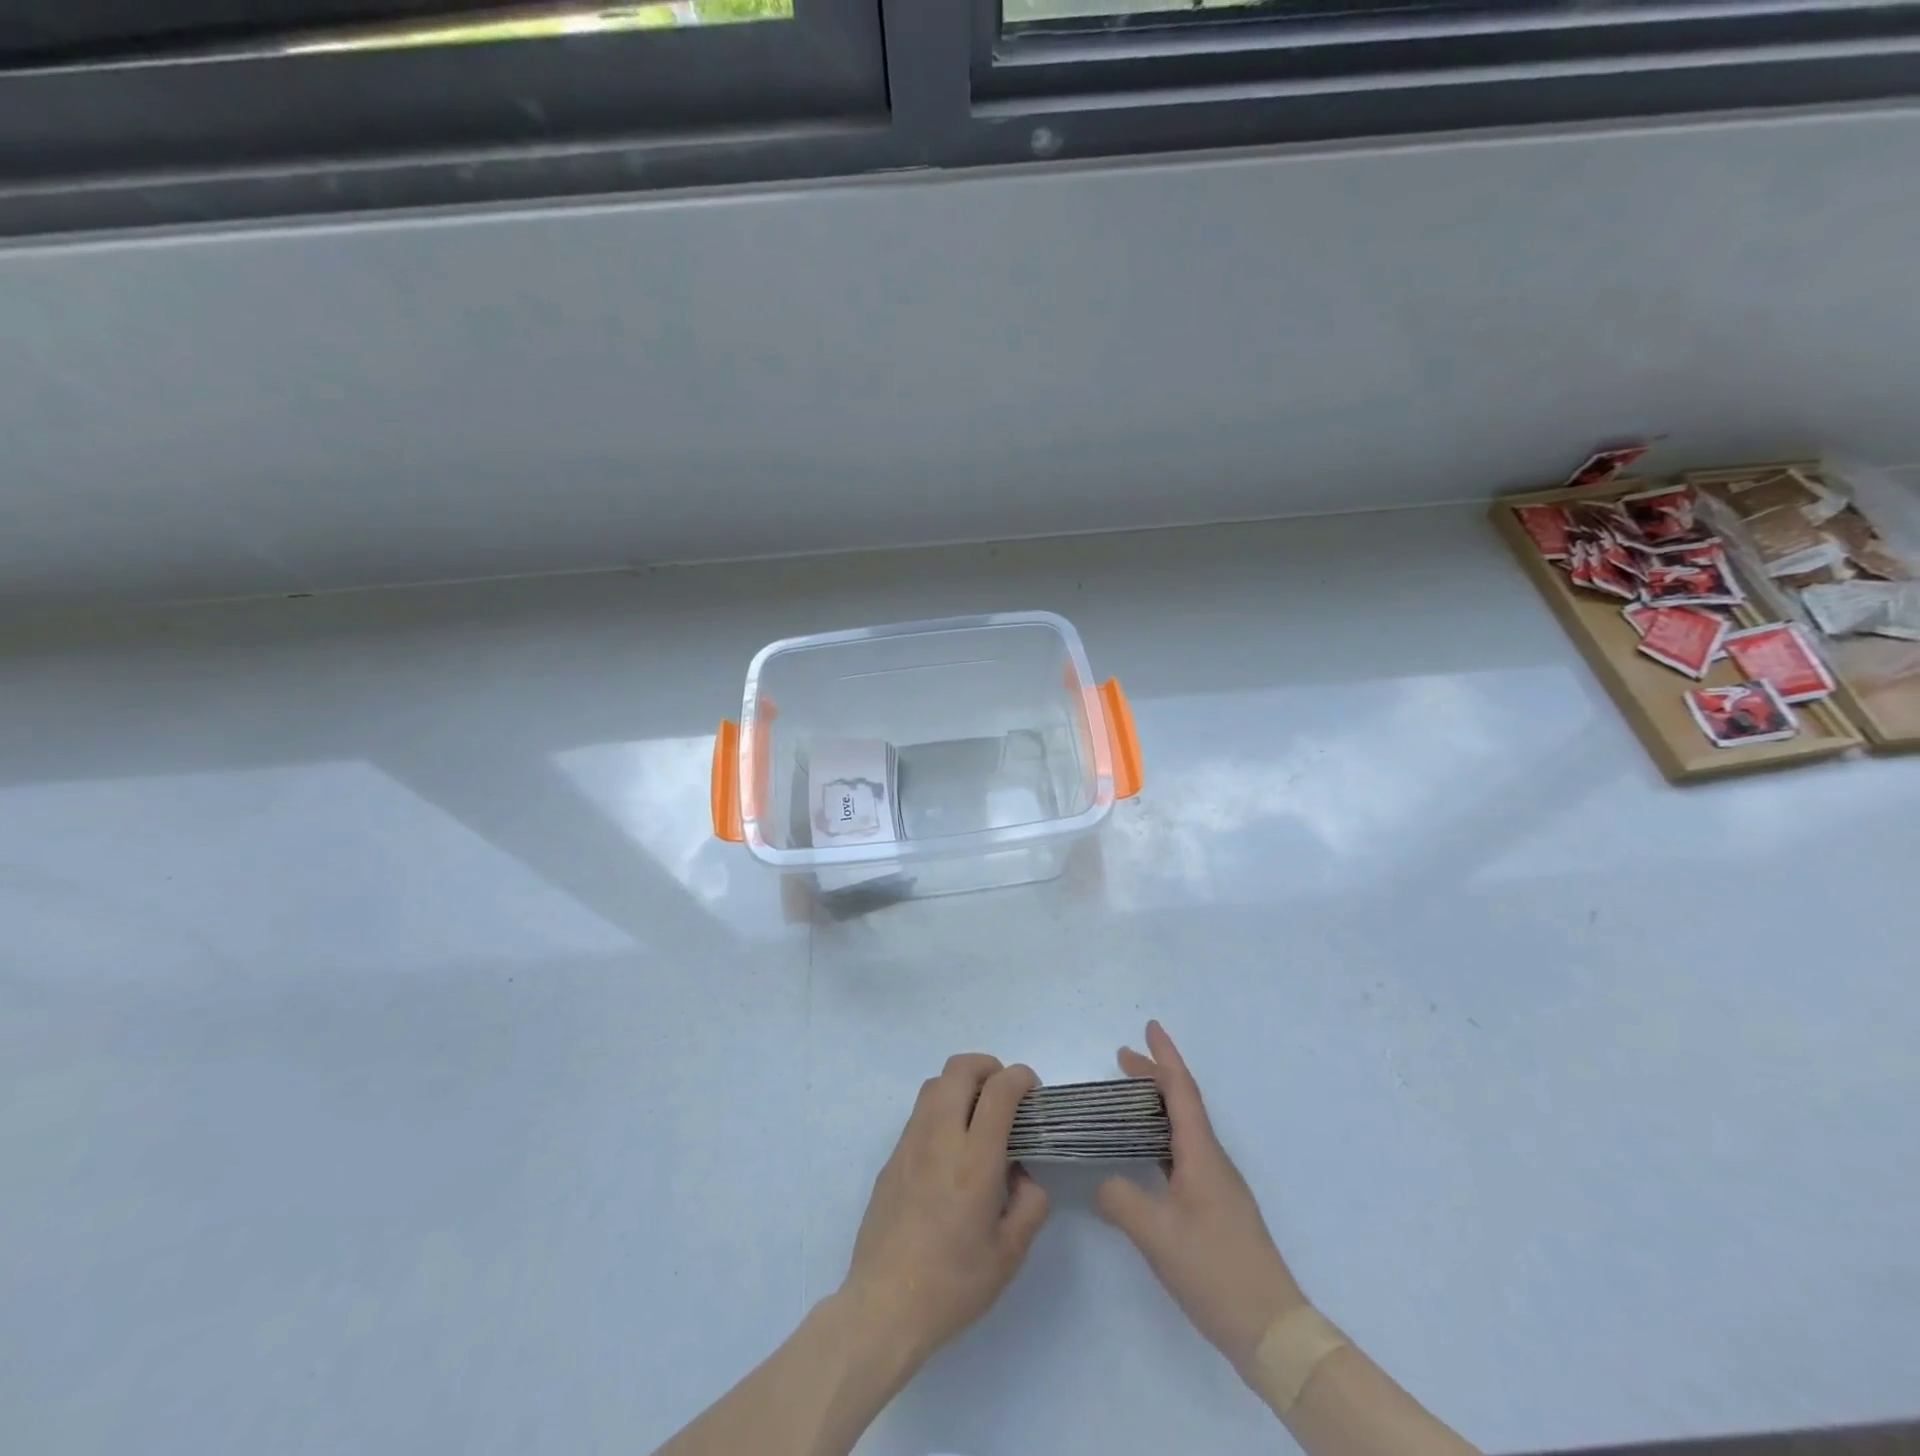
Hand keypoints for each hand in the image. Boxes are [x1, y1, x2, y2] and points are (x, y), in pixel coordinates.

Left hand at [839, 1053, 1051, 1370]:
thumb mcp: (1010, 1254)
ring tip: (979, 1115)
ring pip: (936, 1083)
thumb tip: (1023, 1173)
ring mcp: (910, 1143)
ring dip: (962, 1083)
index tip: (1033, 1091)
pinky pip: (920, 1112)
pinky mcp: (892, 1156)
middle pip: (961, 1068)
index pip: (999, 1090)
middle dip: (989, 1067)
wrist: (884, 1306)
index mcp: (975, 1160)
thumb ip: (1030, 1204)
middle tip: (1006, 1094)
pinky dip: (942, 1108)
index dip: (1021, 1077)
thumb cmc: (953, 1285)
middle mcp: (940, 1137)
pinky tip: (952, 1147)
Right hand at [1096, 1022, 1306, 1379]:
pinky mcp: (1216, 1208)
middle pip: (1182, 1103)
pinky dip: (1160, 1138)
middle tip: (1122, 1058)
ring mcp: (1217, 1185)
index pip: (1181, 1090)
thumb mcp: (1156, 1235)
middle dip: (1154, 1076)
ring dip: (1156, 1107)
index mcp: (1201, 1154)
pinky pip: (1183, 1154)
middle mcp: (1212, 1160)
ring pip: (1183, 1129)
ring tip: (1126, 1100)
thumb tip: (1103, 1182)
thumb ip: (1121, 1199)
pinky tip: (1144, 1154)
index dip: (1165, 1056)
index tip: (1150, 1026)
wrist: (1272, 1330)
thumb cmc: (1215, 1270)